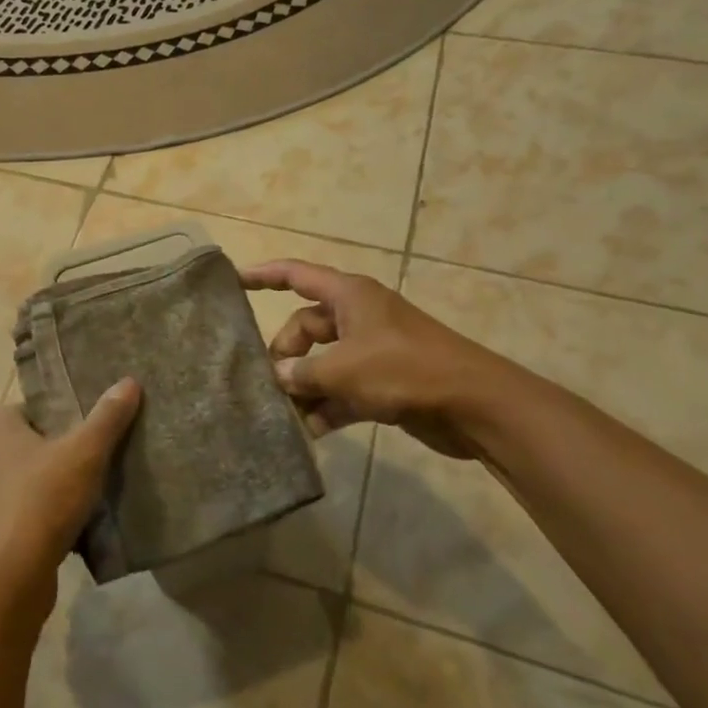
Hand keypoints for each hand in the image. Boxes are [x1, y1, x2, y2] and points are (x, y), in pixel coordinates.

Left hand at [0, 379, 141, 631]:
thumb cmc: (41, 502)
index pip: (32, 410)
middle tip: (93, 467)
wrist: (3, 583)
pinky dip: (32, 524)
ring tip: (82, 503)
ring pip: (18, 486)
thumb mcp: (84, 454)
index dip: (63, 420)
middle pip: (25, 448)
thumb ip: (107, 417)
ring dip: (44, 493)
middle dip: (55, 457)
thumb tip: (129, 381)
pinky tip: (61, 536)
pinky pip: (11, 519)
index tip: (90, 435)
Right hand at [242, 259, 507, 456]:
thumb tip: (278, 376)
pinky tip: (309, 432)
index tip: (233, 281)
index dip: (263, 275)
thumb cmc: (404, 370)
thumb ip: (303, 372)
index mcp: (349, 296)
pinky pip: (343, 389)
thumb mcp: (344, 369)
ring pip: (323, 362)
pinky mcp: (384, 382)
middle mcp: (358, 317)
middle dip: (286, 354)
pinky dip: (327, 406)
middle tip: (270, 384)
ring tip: (281, 413)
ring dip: (304, 386)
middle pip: (306, 327)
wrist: (474, 405)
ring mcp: (372, 350)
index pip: (296, 275)